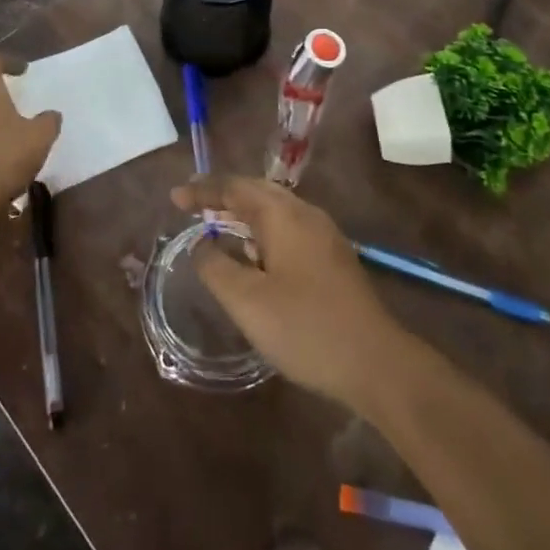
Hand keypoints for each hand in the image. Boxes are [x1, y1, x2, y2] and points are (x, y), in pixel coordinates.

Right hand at [170, 176, 408, 406]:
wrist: (375, 361)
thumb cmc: (305, 328)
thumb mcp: (248, 302)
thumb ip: (217, 268)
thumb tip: (200, 244)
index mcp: (283, 215)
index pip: (235, 188)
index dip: (203, 191)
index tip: (175, 197)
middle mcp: (305, 214)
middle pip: (257, 191)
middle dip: (223, 195)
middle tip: (192, 205)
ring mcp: (323, 234)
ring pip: (275, 209)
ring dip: (243, 212)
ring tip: (216, 224)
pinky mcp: (332, 256)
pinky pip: (288, 227)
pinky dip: (262, 229)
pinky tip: (254, 253)